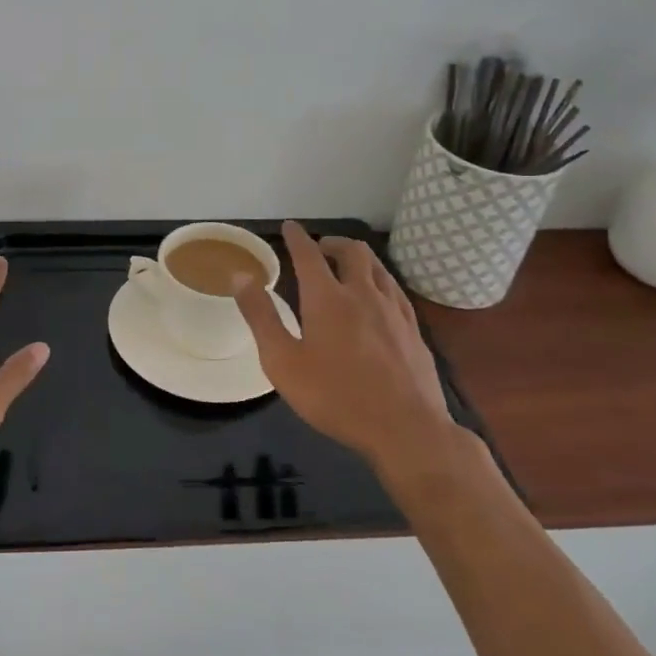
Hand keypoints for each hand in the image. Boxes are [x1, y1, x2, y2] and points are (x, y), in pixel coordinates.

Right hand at [233, 222, 465, 477]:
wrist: (406, 429)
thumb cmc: (335, 397)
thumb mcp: (282, 361)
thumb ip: (260, 316)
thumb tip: (240, 276)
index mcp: (327, 299)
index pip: (309, 255)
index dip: (297, 238)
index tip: (290, 226)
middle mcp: (363, 294)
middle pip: (352, 252)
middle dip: (333, 242)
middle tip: (320, 247)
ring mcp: (395, 311)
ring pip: (378, 268)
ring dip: (359, 258)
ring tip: (348, 266)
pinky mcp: (414, 331)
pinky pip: (395, 291)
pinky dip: (380, 281)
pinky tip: (378, 298)